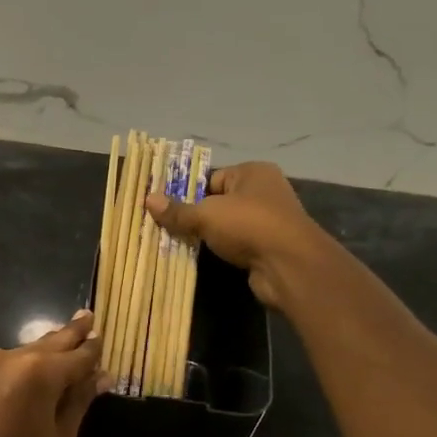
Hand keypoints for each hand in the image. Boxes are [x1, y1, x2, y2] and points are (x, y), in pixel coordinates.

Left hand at [0, 311, 103, 436]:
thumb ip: (78, 404)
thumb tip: (98, 376)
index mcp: (39, 372)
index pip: (78, 355)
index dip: (93, 349)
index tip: (103, 338)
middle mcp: (8, 359)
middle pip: (48, 343)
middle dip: (70, 334)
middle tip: (86, 317)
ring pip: (21, 355)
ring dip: (41, 353)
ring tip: (58, 347)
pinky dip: (17, 371)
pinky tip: (23, 382)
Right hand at [148, 161, 337, 308]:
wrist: (289, 265)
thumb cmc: (249, 225)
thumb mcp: (206, 215)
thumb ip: (178, 210)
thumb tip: (147, 199)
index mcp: (253, 172)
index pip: (212, 178)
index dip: (189, 193)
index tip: (167, 210)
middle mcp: (264, 191)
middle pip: (219, 201)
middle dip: (196, 216)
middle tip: (168, 228)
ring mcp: (269, 220)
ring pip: (228, 225)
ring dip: (209, 235)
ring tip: (181, 244)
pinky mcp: (268, 246)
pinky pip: (237, 244)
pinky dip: (223, 250)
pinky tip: (205, 258)